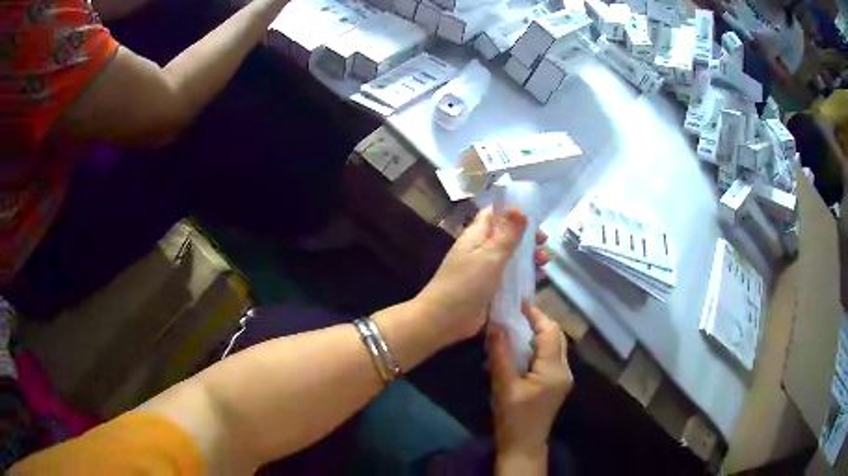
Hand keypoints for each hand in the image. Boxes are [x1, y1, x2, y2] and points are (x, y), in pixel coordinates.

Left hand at [413, 207, 548, 343]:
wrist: (445, 319)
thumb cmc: (467, 283)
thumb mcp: (490, 255)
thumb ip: (507, 233)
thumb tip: (519, 208)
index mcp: (477, 235)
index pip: (495, 214)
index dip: (514, 211)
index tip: (535, 214)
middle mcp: (481, 249)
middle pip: (508, 236)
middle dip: (527, 236)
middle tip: (545, 241)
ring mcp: (486, 270)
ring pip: (512, 257)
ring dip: (529, 257)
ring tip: (545, 261)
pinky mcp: (491, 289)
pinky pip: (511, 278)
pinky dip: (525, 276)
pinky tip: (540, 278)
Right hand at [488, 302, 572, 456]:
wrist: (523, 446)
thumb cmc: (513, 417)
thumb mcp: (503, 385)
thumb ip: (500, 354)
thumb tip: (495, 324)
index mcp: (554, 368)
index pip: (550, 332)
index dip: (536, 315)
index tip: (518, 302)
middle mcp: (564, 369)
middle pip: (556, 336)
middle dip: (539, 322)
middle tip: (516, 313)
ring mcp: (562, 378)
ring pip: (554, 346)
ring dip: (538, 335)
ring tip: (516, 328)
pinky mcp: (555, 384)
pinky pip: (550, 358)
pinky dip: (537, 348)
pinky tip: (519, 351)